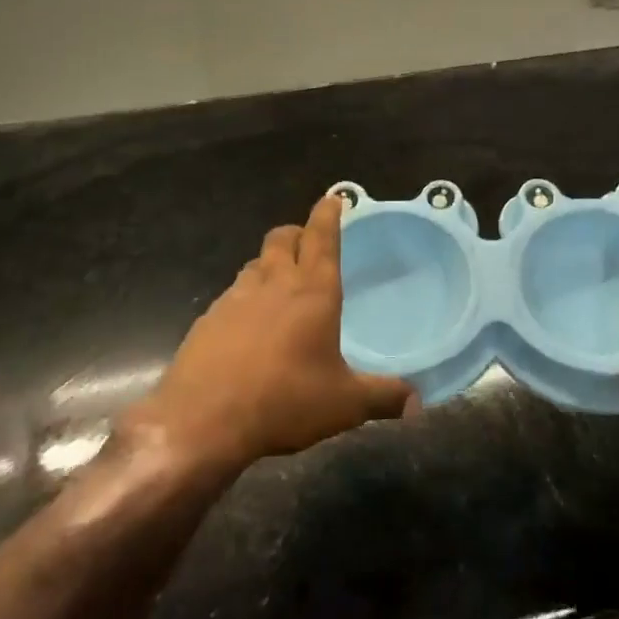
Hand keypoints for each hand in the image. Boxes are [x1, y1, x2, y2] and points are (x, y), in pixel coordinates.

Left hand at [126, 195, 411, 474]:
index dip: (328, 214)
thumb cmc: (284, 401)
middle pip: (282, 238)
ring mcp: (234, 299)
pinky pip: (231, 295)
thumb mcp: (344, 404)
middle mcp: (273, 284)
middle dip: (297, 233)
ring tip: (279, 285)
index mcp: (312, 292)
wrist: (202, 420)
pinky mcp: (207, 320)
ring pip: (254, 264)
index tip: (333, 198)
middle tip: (307, 243)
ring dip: (269, 264)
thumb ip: (383, 398)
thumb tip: (417, 403)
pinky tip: (247, 328)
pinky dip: (245, 299)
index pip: (322, 237)